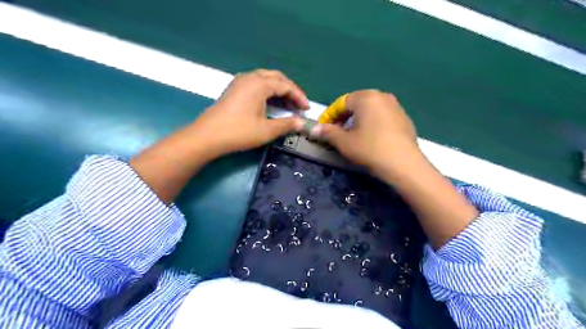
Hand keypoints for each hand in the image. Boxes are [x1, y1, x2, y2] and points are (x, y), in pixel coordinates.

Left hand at [194, 68, 311, 156]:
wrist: (207, 136)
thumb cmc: (239, 132)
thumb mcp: (266, 130)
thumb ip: (286, 124)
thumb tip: (302, 123)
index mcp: (259, 84)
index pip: (285, 86)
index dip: (299, 97)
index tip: (307, 109)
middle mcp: (250, 77)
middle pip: (276, 78)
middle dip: (290, 90)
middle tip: (299, 104)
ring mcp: (240, 82)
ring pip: (265, 79)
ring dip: (278, 89)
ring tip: (287, 104)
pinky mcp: (234, 89)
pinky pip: (256, 84)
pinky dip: (267, 91)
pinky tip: (270, 103)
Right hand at [311, 88, 421, 177]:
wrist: (404, 164)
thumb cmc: (369, 149)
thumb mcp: (344, 142)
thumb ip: (328, 132)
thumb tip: (314, 129)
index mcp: (366, 97)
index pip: (341, 102)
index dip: (329, 115)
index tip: (322, 128)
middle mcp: (382, 96)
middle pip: (356, 104)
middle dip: (344, 117)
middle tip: (337, 132)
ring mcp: (396, 107)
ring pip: (370, 110)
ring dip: (358, 121)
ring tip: (353, 136)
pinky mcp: (405, 119)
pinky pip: (382, 117)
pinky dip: (372, 124)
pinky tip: (371, 138)